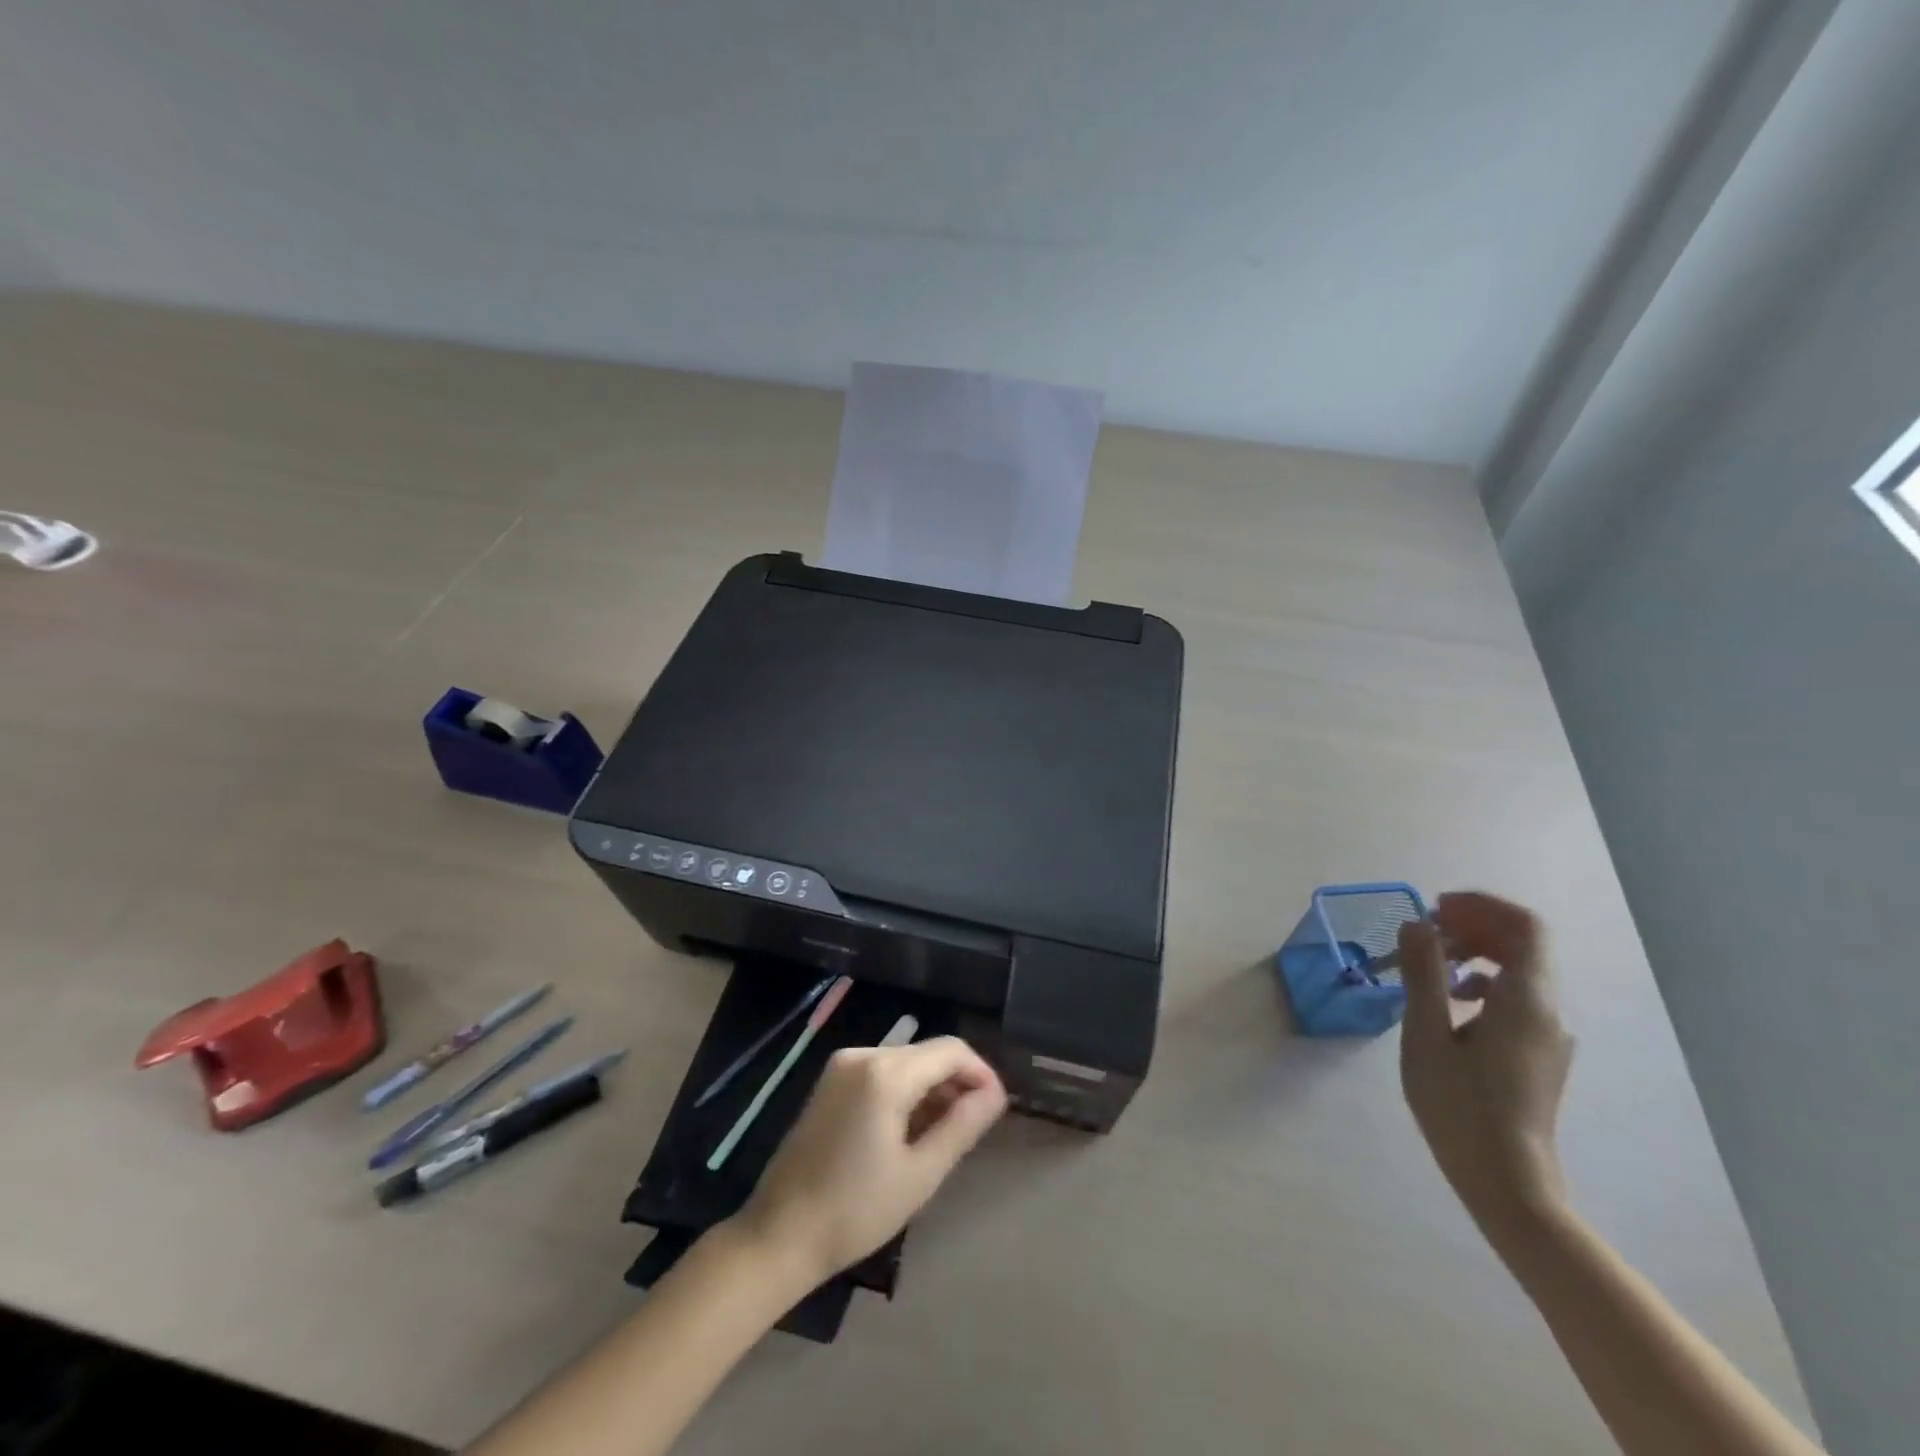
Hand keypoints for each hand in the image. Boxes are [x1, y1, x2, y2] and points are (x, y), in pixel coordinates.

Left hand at [733, 1036, 1006, 1285]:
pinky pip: (881, 1072)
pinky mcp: (830, 1082)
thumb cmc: (855, 1210)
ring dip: (931, 1089)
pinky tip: (909, 1131)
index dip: (981, 1073)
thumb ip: (962, 1126)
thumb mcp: (920, 1174)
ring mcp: (842, 1066)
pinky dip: (904, 1092)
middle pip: (927, 1053)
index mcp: (886, 1072)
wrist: (779, 1235)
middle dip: (956, 1083)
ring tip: (944, 1136)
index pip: (951, 1050)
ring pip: (906, 1062)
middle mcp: (863, 1054)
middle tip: (972, 1129)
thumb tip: (995, 1094)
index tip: (996, 1109)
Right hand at [1399, 892, 1575, 1232]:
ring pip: (1520, 970)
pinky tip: (1448, 1002)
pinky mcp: (1539, 1053)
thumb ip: (1424, 974)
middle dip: (1473, 926)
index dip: (1482, 906)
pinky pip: (1516, 997)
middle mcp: (1549, 1011)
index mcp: (1527, 1000)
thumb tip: (1416, 925)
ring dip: (1475, 952)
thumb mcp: (1427, 1034)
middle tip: (1424, 930)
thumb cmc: (1460, 1106)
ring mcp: (1548, 1034)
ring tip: (1428, 963)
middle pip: (1523, 944)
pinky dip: (1482, 981)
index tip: (1435, 908)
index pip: (1525, 926)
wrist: (1506, 1181)